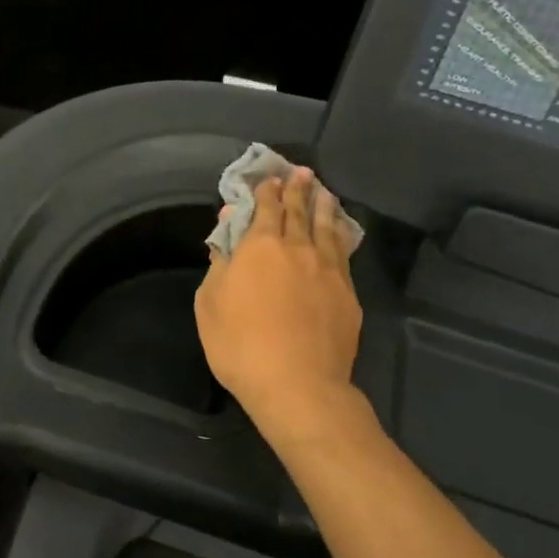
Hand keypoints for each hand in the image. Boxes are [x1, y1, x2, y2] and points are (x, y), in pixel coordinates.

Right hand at [195, 167, 365, 447]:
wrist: (297, 385)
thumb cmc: (240, 344)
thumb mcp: (210, 302)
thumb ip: (220, 260)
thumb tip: (229, 225)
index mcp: (261, 246)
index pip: (266, 207)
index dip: (267, 191)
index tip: (270, 178)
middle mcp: (298, 248)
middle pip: (300, 211)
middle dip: (298, 189)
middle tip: (302, 173)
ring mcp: (328, 270)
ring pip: (327, 228)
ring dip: (324, 206)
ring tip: (324, 192)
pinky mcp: (348, 294)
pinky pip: (344, 253)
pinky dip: (341, 235)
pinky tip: (340, 232)